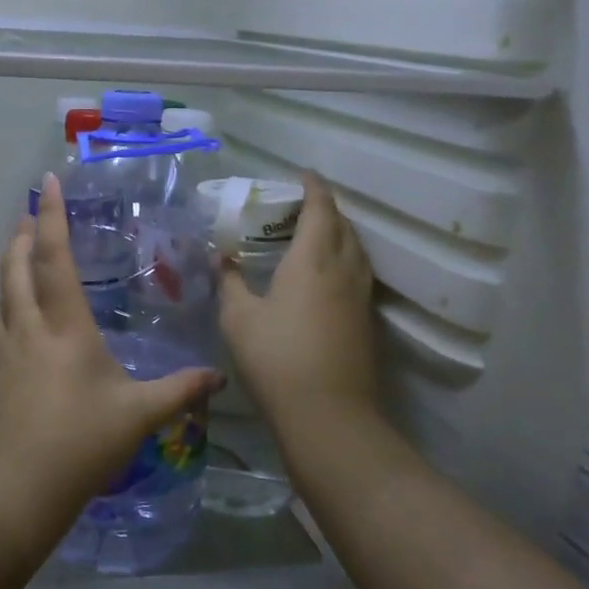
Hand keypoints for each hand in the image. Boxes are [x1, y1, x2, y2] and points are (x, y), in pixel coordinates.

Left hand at [0, 173, 222, 511]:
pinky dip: (8, 305)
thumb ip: (179, 390)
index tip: (47, 182)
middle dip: (23, 235)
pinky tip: (17, 318)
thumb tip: (218, 378)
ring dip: (11, 268)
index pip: (55, 258)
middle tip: (31, 214)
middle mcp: (28, 328)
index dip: (53, 216)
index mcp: (65, 327)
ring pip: (3, 295)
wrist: (17, 489)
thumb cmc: (82, 443)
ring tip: (22, 255)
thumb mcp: (139, 415)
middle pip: (16, 268)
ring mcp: (4, 352)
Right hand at [218, 171, 378, 429]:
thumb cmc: (276, 358)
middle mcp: (343, 271)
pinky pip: (358, 274)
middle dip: (326, 208)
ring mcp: (359, 298)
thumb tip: (223, 259)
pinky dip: (344, 259)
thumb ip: (230, 283)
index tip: (304, 174)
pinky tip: (327, 275)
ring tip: (316, 234)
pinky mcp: (365, 321)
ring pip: (356, 250)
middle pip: (343, 226)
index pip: (320, 210)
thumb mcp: (238, 318)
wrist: (327, 414)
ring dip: (340, 233)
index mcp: (312, 261)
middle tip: (302, 204)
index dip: (313, 188)